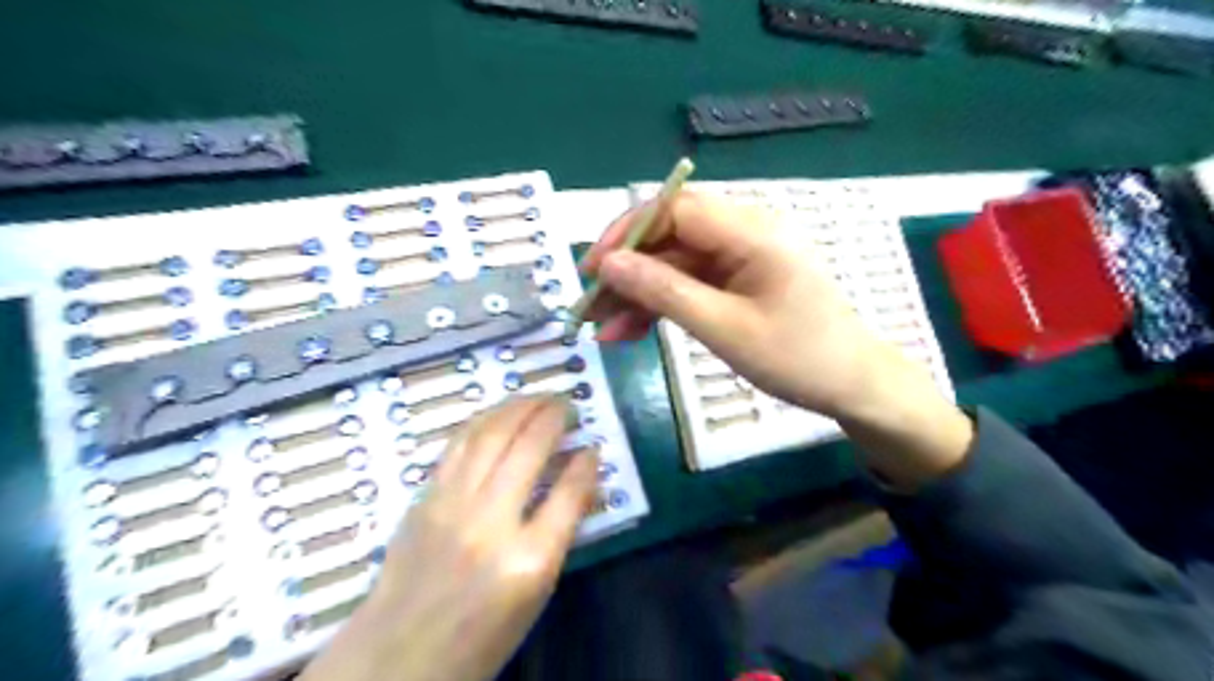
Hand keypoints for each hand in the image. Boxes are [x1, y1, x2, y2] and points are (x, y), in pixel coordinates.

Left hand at [300, 395, 598, 680]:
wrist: (399, 652)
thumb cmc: (481, 633)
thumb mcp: (536, 594)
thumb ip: (560, 532)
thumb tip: (579, 480)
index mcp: (527, 562)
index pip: (569, 494)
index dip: (586, 464)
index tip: (593, 447)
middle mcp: (489, 525)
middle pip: (528, 449)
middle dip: (554, 416)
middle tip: (568, 404)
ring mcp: (452, 506)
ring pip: (490, 434)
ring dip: (519, 406)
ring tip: (539, 397)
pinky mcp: (425, 498)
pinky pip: (459, 443)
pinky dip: (485, 419)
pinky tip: (500, 412)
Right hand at [584, 191, 974, 489]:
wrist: (852, 385)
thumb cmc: (798, 357)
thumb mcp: (724, 328)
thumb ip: (664, 291)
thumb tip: (609, 264)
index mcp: (750, 231)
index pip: (673, 209)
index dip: (627, 233)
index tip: (592, 270)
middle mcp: (743, 232)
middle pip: (669, 236)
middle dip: (626, 271)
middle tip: (590, 308)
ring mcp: (740, 257)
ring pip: (674, 263)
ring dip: (638, 294)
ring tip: (604, 331)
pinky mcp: (738, 279)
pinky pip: (689, 283)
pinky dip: (660, 305)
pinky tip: (631, 331)